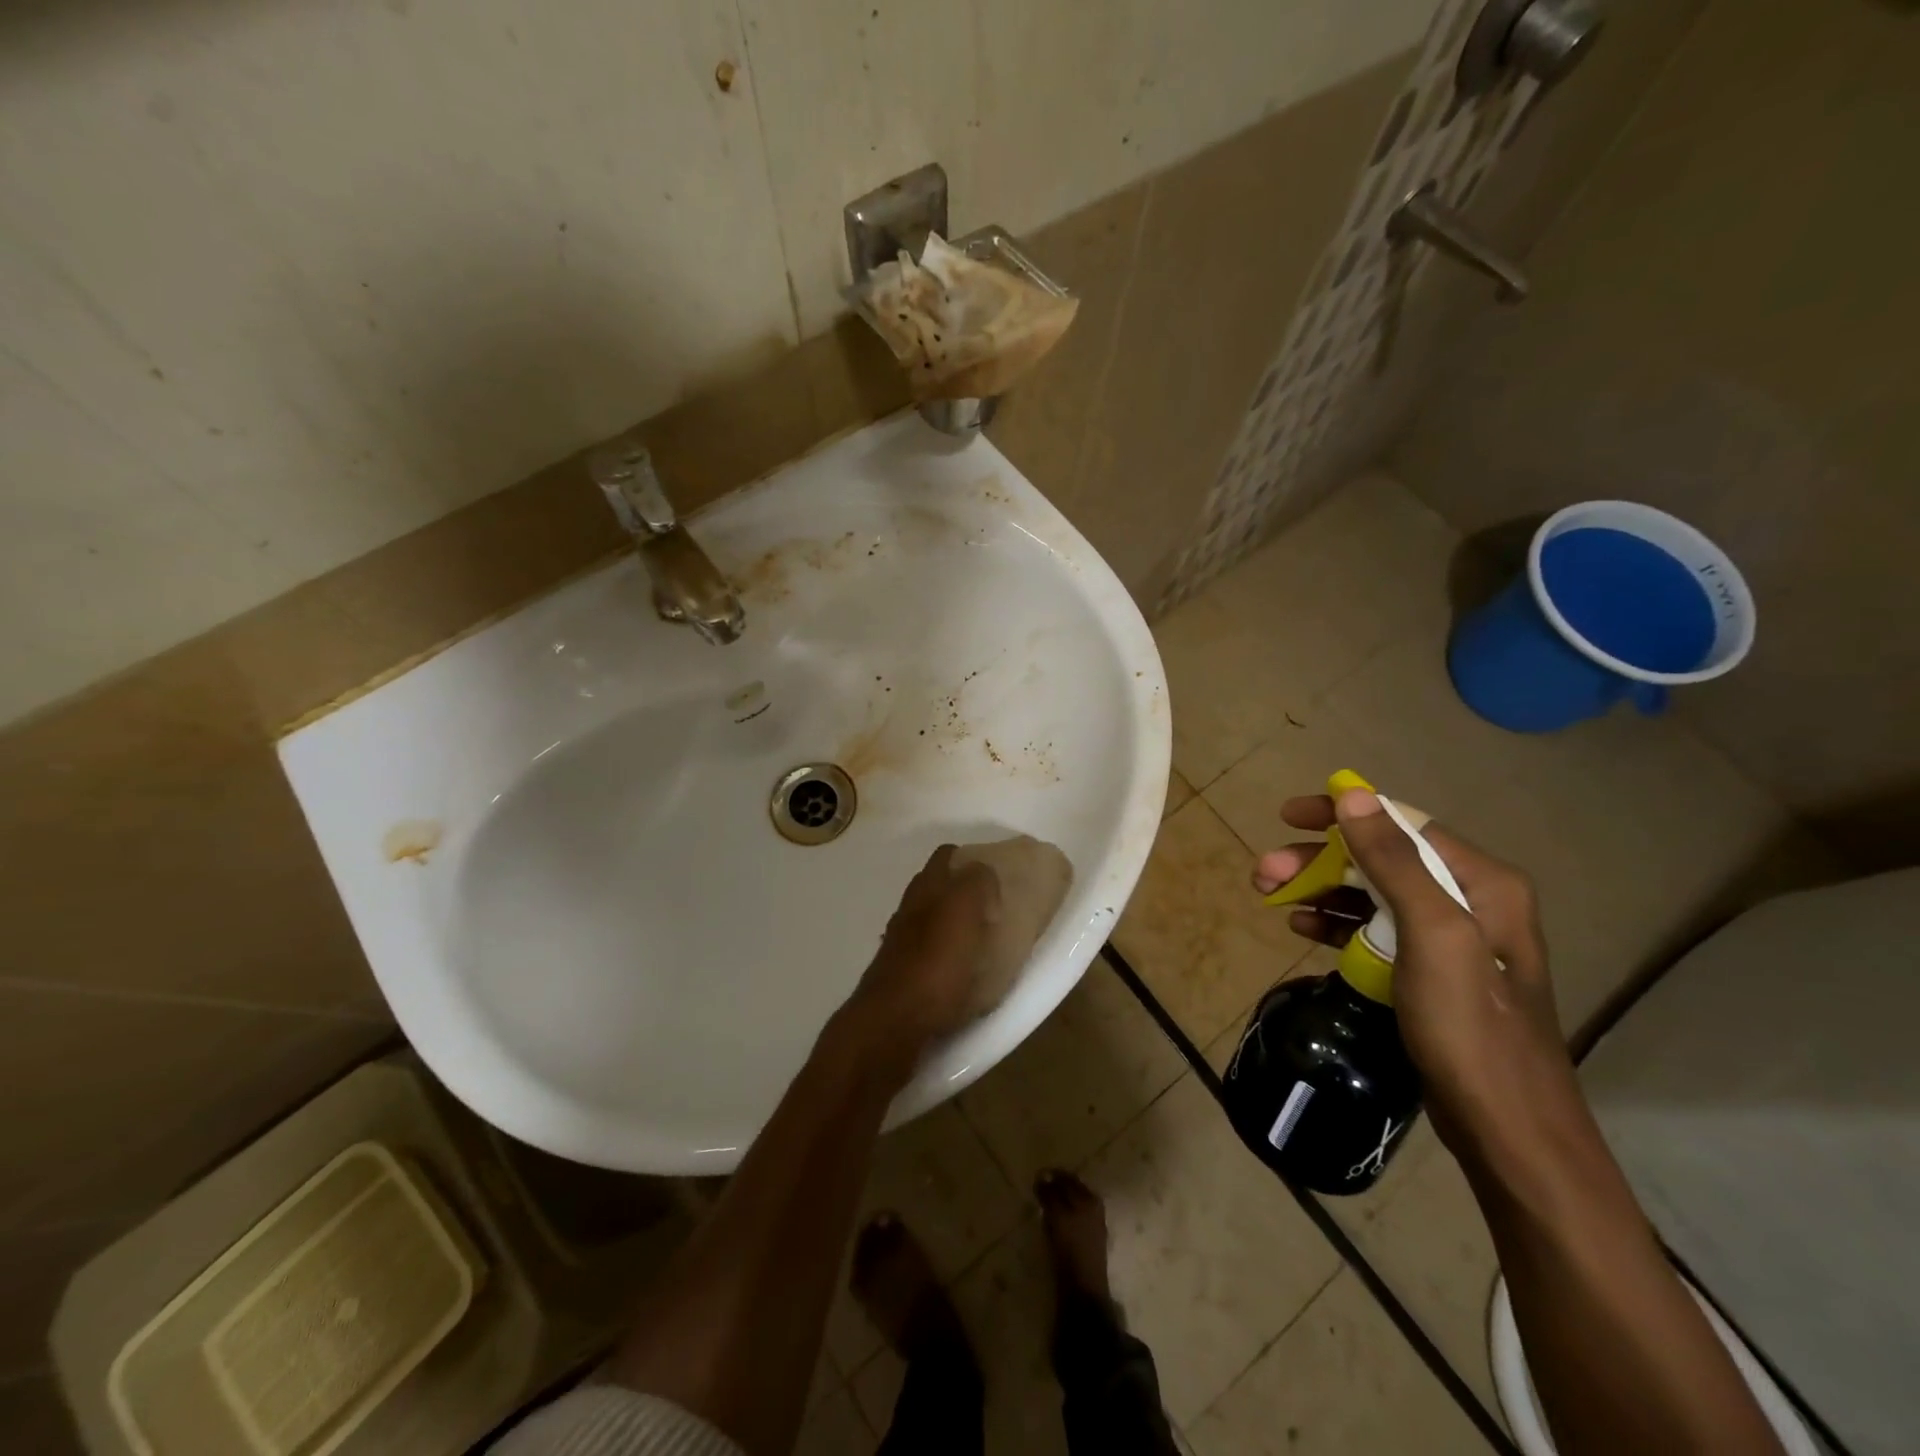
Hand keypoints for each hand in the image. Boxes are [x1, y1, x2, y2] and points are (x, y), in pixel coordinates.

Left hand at [837, 845, 999, 1083]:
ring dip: (952, 927)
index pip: (945, 856)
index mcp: (925, 889)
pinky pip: (929, 957)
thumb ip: (976, 883)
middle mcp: (909, 910)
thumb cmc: (935, 964)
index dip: (968, 858)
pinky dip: (945, 958)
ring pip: (930, 923)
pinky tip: (961, 975)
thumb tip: (983, 874)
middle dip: (961, 893)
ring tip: (982, 944)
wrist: (892, 1024)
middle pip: (935, 889)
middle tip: (993, 909)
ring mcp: (900, 944)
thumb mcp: (964, 910)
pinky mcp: (900, 977)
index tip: (993, 874)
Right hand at [1253, 787, 1580, 1162]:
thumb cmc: (1470, 1027)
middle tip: (1264, 872)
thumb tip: (1353, 795)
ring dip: (1319, 890)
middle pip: (1379, 859)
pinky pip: (1373, 930)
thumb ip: (1394, 862)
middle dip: (1318, 860)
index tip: (1288, 816)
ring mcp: (1449, 940)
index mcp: (1481, 881)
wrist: (1508, 1131)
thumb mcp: (1433, 935)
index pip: (1401, 823)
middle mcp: (1469, 900)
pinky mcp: (1429, 973)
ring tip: (1271, 898)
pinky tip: (1302, 928)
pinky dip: (1335, 924)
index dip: (1342, 813)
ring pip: (1370, 895)